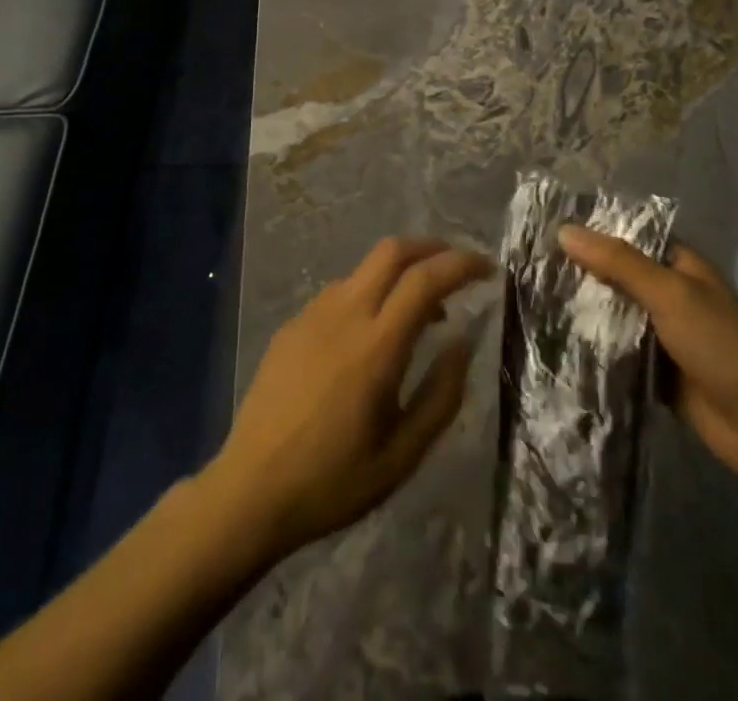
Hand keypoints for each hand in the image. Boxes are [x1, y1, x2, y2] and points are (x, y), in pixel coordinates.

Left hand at [206, 236, 494, 559]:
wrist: (249, 491)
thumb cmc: (332, 481)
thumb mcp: (402, 454)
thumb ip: (441, 395)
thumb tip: (463, 344)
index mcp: (376, 345)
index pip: (425, 279)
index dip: (462, 264)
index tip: (489, 269)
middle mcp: (344, 314)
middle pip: (392, 250)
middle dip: (431, 247)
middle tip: (457, 268)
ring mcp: (312, 314)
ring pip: (365, 268)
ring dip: (400, 273)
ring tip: (421, 314)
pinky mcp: (292, 325)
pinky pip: (340, 291)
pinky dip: (370, 293)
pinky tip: (371, 334)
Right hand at [558, 225, 737, 484]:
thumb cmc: (720, 344)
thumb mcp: (669, 294)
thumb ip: (618, 262)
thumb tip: (564, 231)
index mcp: (680, 266)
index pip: (629, 238)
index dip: (594, 233)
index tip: (549, 232)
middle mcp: (670, 295)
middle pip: (618, 277)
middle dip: (583, 275)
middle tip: (532, 268)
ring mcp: (664, 334)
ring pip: (616, 315)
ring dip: (586, 313)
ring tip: (534, 301)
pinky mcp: (657, 371)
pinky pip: (619, 352)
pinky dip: (596, 348)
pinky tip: (558, 342)